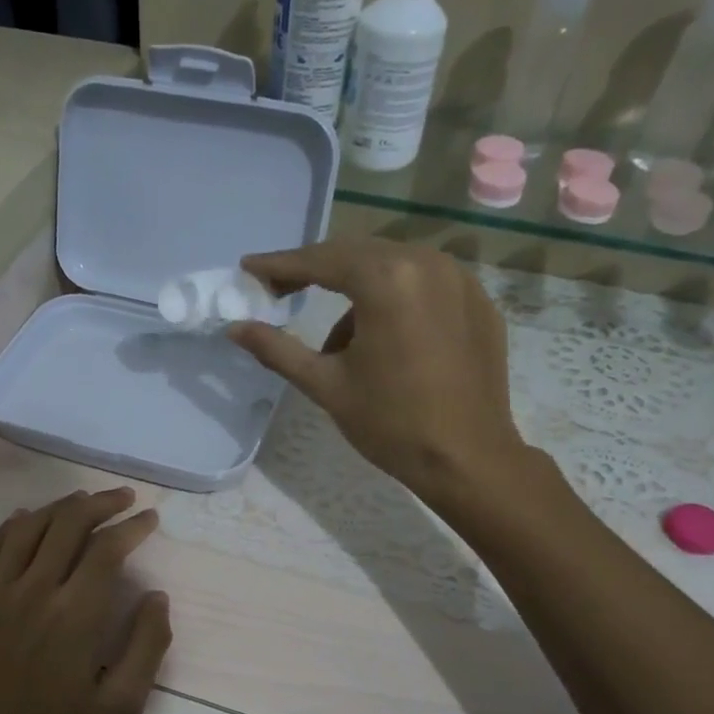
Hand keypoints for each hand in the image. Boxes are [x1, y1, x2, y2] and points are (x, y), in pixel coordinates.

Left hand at [0, 488, 170, 713]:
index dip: (132, 527)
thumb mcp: (119, 708)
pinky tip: (22, 518)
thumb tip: (156, 596)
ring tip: (80, 500)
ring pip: (27, 529)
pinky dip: (10, 527)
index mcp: (76, 614)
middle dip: (100, 503)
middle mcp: (33, 590)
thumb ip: (147, 647)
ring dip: (58, 507)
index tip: (149, 518)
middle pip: (68, 524)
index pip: (108, 549)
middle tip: (122, 498)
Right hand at [227, 239, 526, 506]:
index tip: (250, 268)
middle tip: (281, 292)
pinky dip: (396, 299)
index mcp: (387, 280)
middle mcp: (428, 263)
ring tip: (339, 342)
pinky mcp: (479, 302)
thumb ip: (277, 349)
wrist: (467, 459)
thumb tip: (234, 328)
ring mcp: (461, 279)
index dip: (280, 264)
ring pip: (393, 267)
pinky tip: (386, 340)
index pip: (321, 260)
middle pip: (358, 254)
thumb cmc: (390, 423)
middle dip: (317, 271)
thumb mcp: (325, 385)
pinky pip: (425, 284)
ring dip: (357, 290)